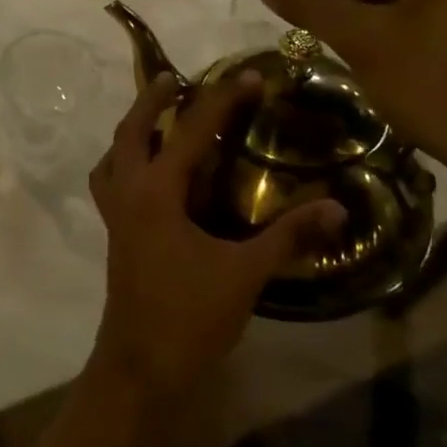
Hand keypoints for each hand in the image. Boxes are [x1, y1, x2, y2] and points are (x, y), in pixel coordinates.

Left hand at [86, 72, 345, 403]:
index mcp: (157, 193)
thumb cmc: (190, 317)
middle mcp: (128, 193)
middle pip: (131, 130)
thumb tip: (336, 206)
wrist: (140, 370)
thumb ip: (289, 237)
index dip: (222, 100)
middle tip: (175, 78)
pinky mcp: (115, 234)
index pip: (191, 131)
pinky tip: (147, 173)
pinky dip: (123, 163)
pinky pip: (111, 182)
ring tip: (156, 116)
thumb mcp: (245, 275)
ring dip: (132, 129)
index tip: (248, 76)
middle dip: (152, 99)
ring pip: (113, 155)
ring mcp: (115, 214)